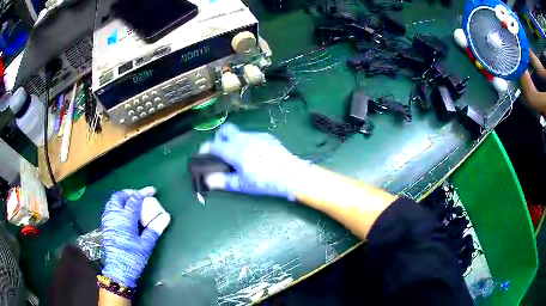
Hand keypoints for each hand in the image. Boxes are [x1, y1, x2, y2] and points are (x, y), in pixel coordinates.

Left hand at [101, 187, 162, 287]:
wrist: (118, 270)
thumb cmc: (133, 257)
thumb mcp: (146, 245)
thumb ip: (154, 229)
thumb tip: (166, 216)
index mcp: (125, 218)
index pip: (134, 199)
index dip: (143, 193)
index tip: (152, 190)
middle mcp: (114, 215)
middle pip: (119, 196)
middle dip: (129, 193)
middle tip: (138, 195)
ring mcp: (108, 220)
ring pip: (112, 202)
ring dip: (121, 198)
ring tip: (130, 203)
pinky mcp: (105, 226)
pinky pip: (109, 209)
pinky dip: (115, 206)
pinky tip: (121, 214)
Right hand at [200, 123, 315, 200]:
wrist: (290, 174)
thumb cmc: (264, 181)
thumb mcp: (242, 184)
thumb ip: (222, 181)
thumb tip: (207, 180)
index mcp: (233, 150)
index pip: (213, 145)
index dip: (205, 149)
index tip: (203, 154)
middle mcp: (242, 138)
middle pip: (225, 130)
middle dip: (219, 138)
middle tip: (220, 151)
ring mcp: (256, 135)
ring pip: (239, 133)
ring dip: (234, 141)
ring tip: (238, 156)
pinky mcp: (267, 137)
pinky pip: (252, 136)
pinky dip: (247, 143)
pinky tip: (254, 155)